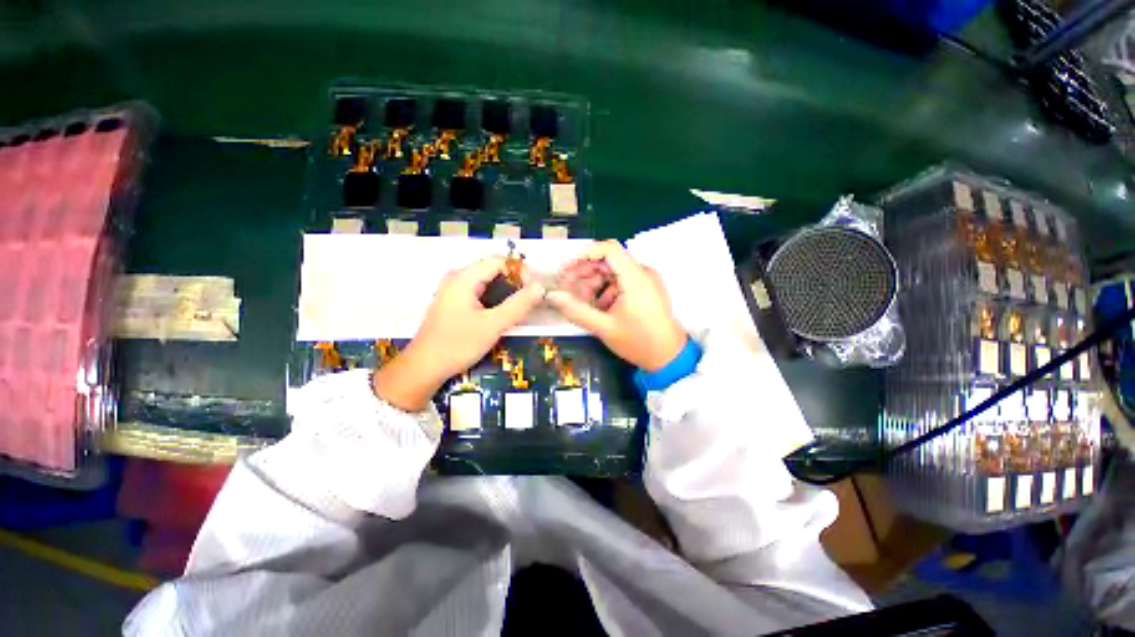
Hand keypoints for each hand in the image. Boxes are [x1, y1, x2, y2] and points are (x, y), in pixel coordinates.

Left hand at [374, 256, 544, 410]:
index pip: (498, 261)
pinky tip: (502, 314)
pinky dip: (494, 299)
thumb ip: (518, 305)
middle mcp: (457, 278)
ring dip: (506, 292)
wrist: (424, 368)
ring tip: (520, 309)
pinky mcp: (453, 302)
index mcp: (463, 278)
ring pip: (487, 282)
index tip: (533, 290)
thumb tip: (540, 288)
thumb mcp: (492, 325)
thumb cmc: (457, 345)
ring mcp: (453, 290)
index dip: (520, 271)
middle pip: (492, 270)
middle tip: (530, 301)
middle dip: (514, 282)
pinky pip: (479, 292)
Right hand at [548, 240, 686, 371]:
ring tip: (580, 299)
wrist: (668, 356)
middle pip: (608, 259)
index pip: (609, 249)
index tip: (567, 269)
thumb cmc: (638, 342)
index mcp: (635, 278)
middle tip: (566, 285)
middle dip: (585, 270)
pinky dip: (606, 289)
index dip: (585, 254)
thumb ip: (576, 311)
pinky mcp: (645, 289)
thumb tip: (552, 296)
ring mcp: (645, 280)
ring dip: (594, 281)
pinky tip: (597, 305)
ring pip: (613, 271)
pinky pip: (621, 281)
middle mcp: (642, 273)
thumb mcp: (604, 328)